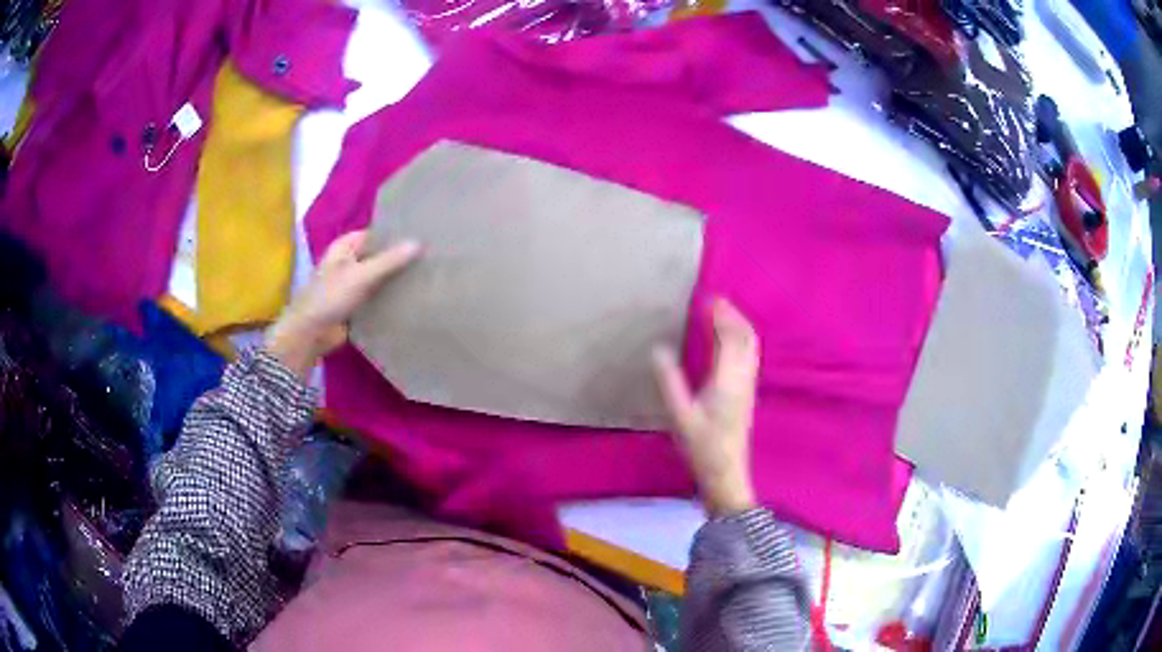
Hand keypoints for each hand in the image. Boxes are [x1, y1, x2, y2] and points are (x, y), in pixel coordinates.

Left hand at [265, 230, 420, 378]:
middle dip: (399, 258)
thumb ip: (390, 260)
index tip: (422, 234)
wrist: (311, 333)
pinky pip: (378, 297)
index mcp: (345, 247)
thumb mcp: (361, 275)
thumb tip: (419, 243)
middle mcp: (349, 262)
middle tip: (430, 256)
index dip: (395, 234)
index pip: (375, 234)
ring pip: (379, 277)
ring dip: (396, 279)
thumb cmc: (330, 297)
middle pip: (379, 256)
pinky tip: (413, 298)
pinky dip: (391, 298)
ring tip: (427, 275)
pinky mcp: (357, 305)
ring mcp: (352, 285)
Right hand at [653, 299, 759, 516]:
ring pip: (751, 346)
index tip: (707, 298)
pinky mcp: (747, 394)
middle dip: (733, 315)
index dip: (720, 315)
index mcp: (728, 380)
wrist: (726, 472)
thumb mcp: (680, 417)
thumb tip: (658, 350)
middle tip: (715, 300)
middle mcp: (743, 378)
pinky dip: (741, 339)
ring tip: (723, 314)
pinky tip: (728, 343)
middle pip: (746, 337)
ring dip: (739, 325)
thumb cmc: (702, 447)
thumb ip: (670, 382)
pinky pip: (749, 356)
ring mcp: (748, 386)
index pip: (729, 337)